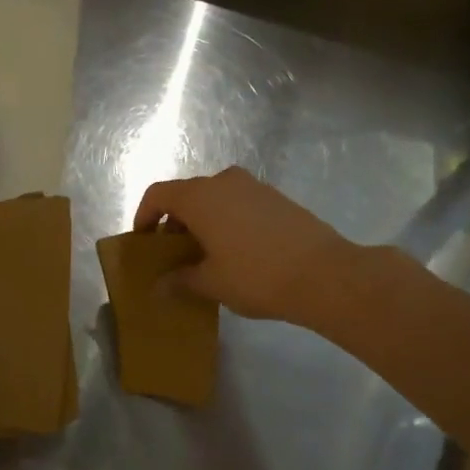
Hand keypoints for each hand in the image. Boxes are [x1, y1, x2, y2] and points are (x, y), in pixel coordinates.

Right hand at [132, 167, 363, 324]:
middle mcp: (225, 182)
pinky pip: (239, 204)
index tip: (144, 242)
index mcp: (200, 197)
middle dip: (174, 222)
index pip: (158, 194)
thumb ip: (180, 280)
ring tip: (205, 256)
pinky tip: (236, 253)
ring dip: (202, 222)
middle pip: (187, 195)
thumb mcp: (211, 283)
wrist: (325, 275)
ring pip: (216, 199)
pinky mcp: (278, 199)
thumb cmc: (256, 276)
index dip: (144, 216)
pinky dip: (227, 221)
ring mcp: (255, 188)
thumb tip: (159, 286)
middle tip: (173, 255)